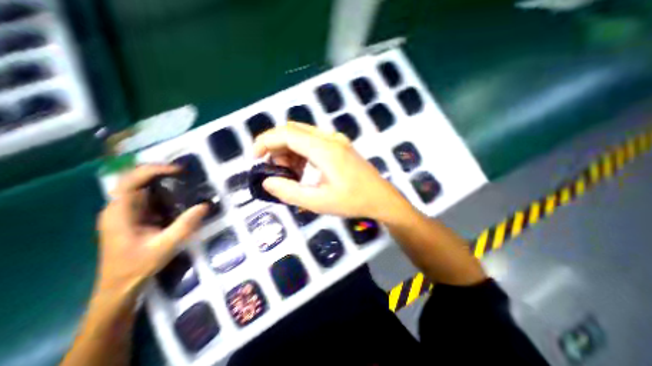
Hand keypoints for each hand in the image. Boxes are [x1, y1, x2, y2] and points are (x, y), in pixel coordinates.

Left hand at [96, 166, 207, 296]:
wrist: (121, 285)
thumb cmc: (137, 266)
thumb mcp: (165, 246)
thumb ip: (185, 225)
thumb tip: (206, 205)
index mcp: (120, 212)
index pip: (131, 180)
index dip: (154, 170)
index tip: (179, 170)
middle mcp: (121, 207)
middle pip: (137, 179)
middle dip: (161, 172)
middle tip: (187, 173)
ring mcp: (128, 211)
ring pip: (144, 186)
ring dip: (165, 180)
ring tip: (188, 181)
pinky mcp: (137, 215)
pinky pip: (152, 196)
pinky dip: (167, 191)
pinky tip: (182, 195)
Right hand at [251, 121, 408, 221]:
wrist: (380, 198)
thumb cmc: (352, 201)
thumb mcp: (318, 202)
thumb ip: (289, 191)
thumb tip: (267, 181)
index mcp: (324, 149)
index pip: (287, 134)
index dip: (265, 141)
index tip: (254, 157)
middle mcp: (330, 138)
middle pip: (293, 130)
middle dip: (277, 147)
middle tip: (276, 170)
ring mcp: (337, 140)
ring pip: (303, 135)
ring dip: (290, 150)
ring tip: (291, 173)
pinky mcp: (340, 145)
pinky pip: (313, 141)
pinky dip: (301, 152)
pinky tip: (304, 169)